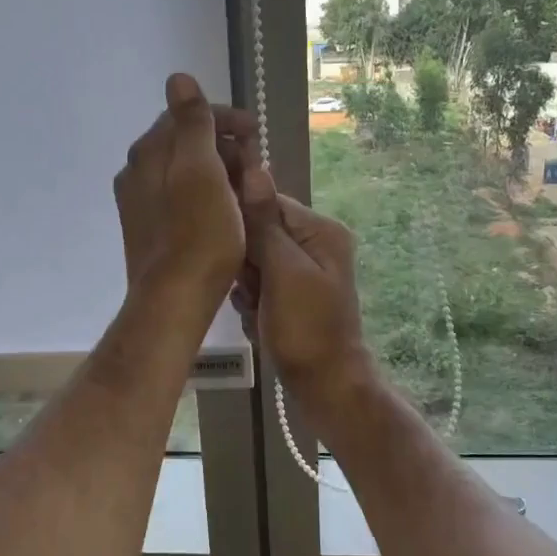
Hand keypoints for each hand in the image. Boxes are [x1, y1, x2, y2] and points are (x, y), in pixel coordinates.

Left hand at [113, 74, 250, 307]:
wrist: (173, 300)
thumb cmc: (198, 235)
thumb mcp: (202, 171)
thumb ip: (192, 123)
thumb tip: (178, 77)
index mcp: (149, 153)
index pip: (187, 116)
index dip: (226, 119)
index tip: (258, 133)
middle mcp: (136, 173)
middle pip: (185, 144)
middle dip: (224, 146)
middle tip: (257, 164)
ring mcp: (139, 204)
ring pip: (184, 173)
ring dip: (218, 172)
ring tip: (248, 188)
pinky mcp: (148, 231)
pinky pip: (180, 199)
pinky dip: (206, 196)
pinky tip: (225, 213)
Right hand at [233, 164, 371, 407]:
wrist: (326, 387)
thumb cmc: (307, 328)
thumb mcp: (283, 271)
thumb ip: (264, 222)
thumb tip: (253, 168)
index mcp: (320, 230)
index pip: (267, 202)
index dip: (242, 223)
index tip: (230, 251)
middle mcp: (315, 244)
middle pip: (258, 232)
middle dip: (246, 262)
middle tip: (252, 290)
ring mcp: (303, 271)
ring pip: (253, 261)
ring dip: (246, 285)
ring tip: (256, 308)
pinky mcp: (292, 295)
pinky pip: (259, 284)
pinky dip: (252, 302)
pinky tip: (257, 320)